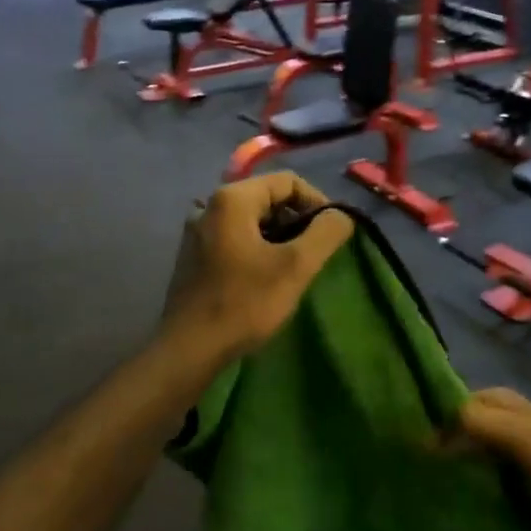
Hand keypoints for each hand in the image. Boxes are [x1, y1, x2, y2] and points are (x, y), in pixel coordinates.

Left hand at [160, 173, 354, 363]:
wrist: (189, 348)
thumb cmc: (245, 302)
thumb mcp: (296, 266)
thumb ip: (326, 232)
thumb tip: (342, 215)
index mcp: (232, 199)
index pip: (288, 181)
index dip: (317, 202)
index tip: (330, 234)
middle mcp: (210, 205)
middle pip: (268, 198)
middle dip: (296, 221)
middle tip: (313, 255)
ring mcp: (197, 231)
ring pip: (251, 221)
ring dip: (278, 238)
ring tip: (292, 269)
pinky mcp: (193, 255)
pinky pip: (234, 238)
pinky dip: (256, 249)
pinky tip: (264, 279)